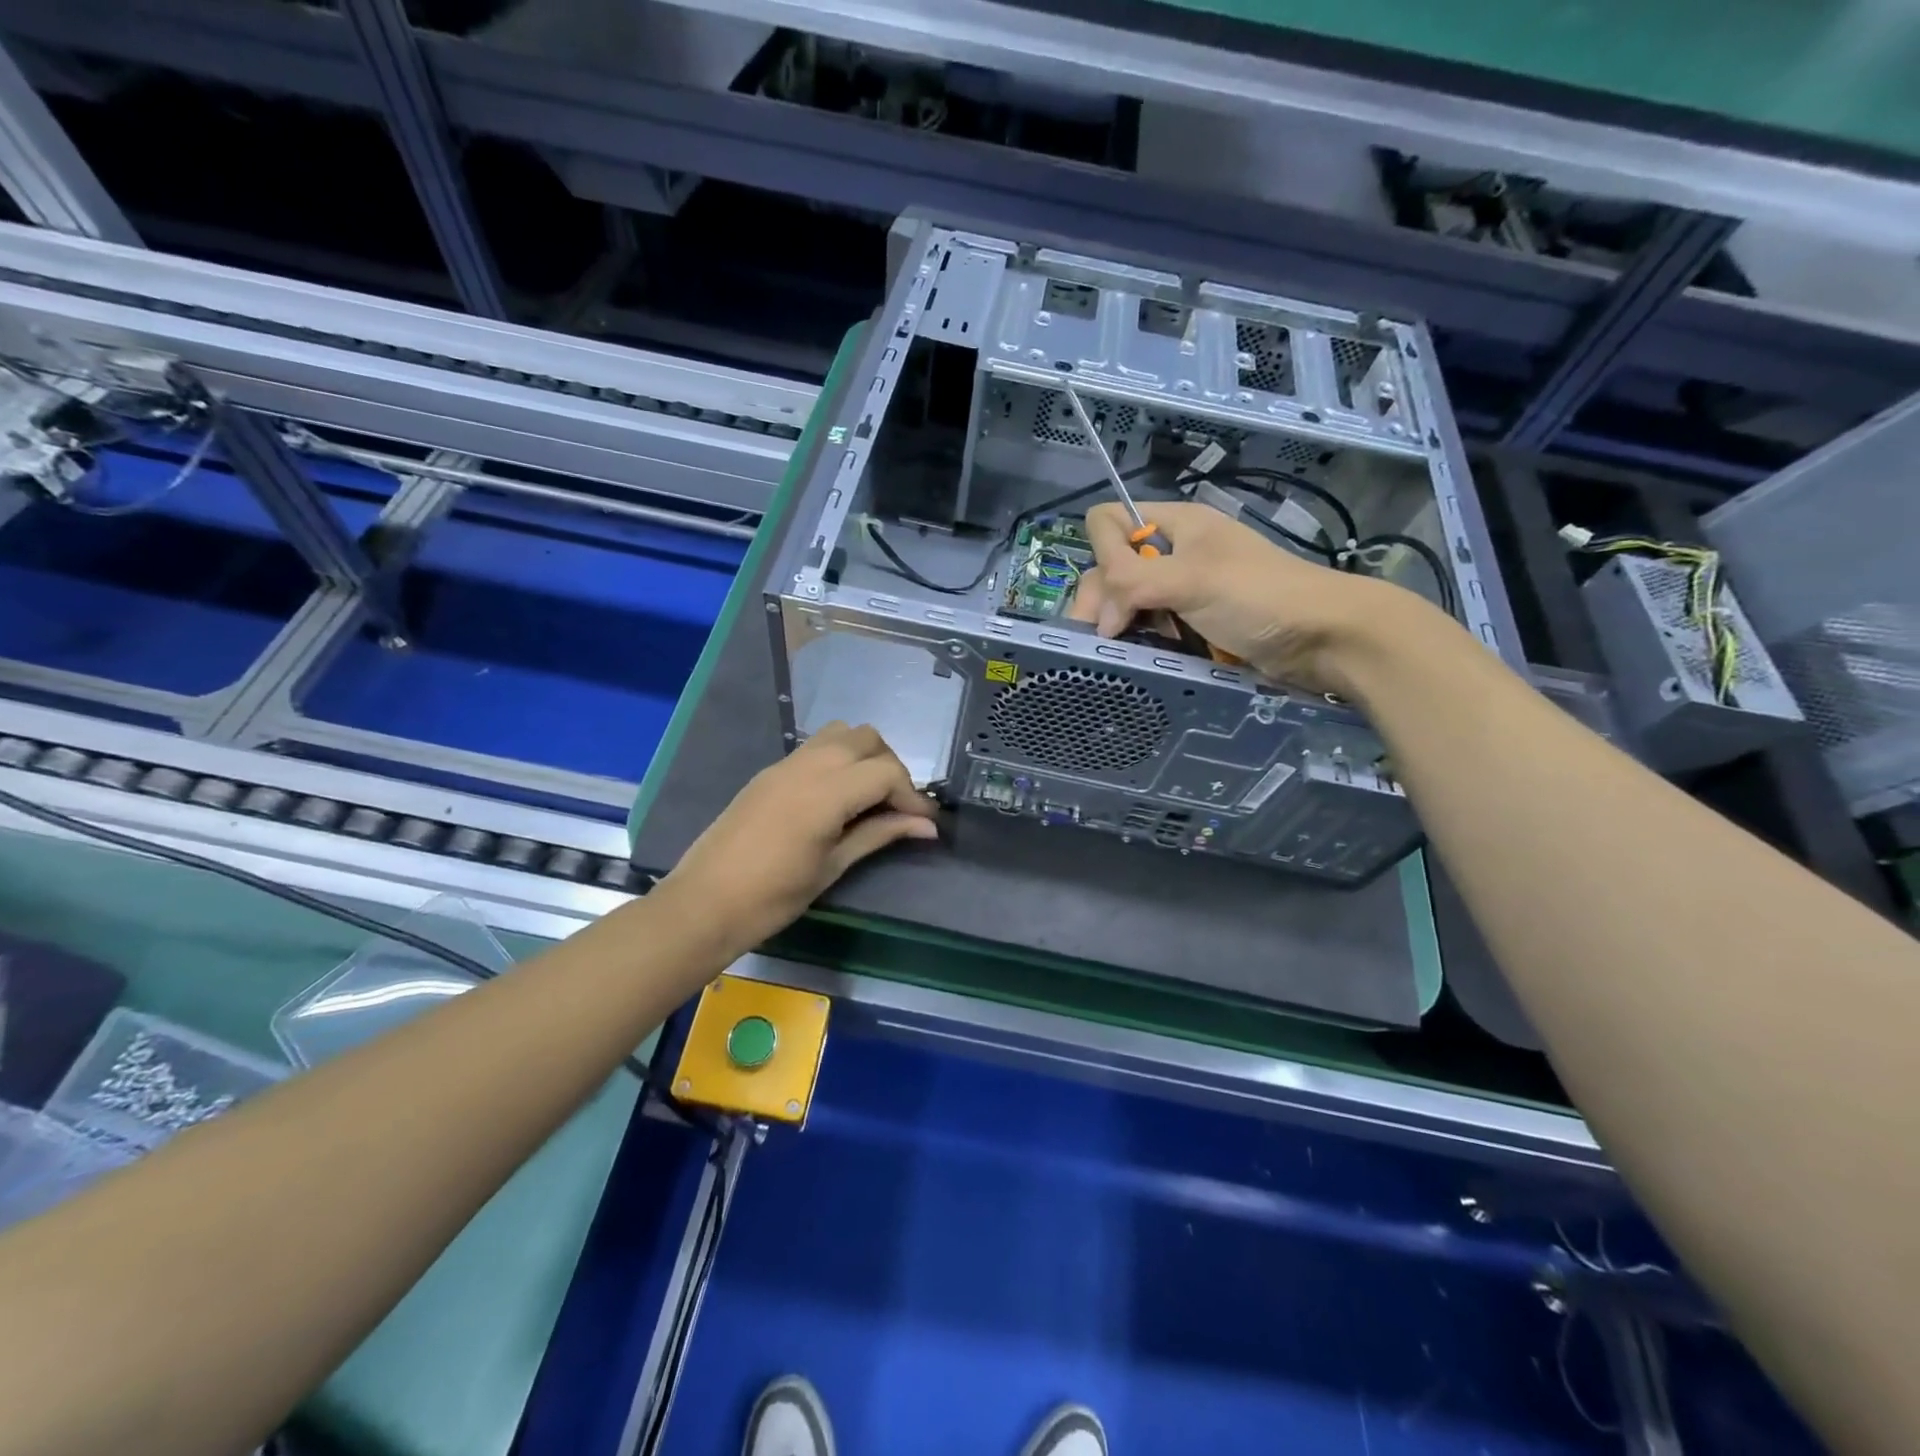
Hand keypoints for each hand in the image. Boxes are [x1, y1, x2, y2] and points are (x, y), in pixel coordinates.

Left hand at [658, 722, 938, 958]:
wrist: (703, 904)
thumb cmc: (773, 897)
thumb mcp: (833, 867)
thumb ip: (880, 835)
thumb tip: (927, 827)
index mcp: (825, 792)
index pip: (885, 772)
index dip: (913, 796)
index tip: (925, 823)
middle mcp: (807, 765)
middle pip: (866, 739)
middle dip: (891, 768)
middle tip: (897, 807)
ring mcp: (785, 764)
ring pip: (840, 734)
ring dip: (865, 756)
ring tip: (869, 797)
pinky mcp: (770, 772)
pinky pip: (816, 748)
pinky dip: (839, 759)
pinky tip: (839, 797)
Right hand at [1068, 500, 1423, 691]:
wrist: (1324, 638)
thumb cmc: (1259, 596)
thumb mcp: (1191, 579)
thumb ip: (1132, 580)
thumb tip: (1098, 615)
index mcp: (1176, 525)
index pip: (1111, 522)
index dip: (1102, 553)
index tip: (1114, 594)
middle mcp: (1175, 553)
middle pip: (1113, 566)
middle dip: (1103, 599)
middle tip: (1104, 637)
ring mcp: (1184, 590)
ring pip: (1129, 600)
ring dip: (1119, 624)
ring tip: (1119, 651)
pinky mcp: (1193, 622)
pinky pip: (1151, 626)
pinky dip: (1141, 639)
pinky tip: (1140, 655)